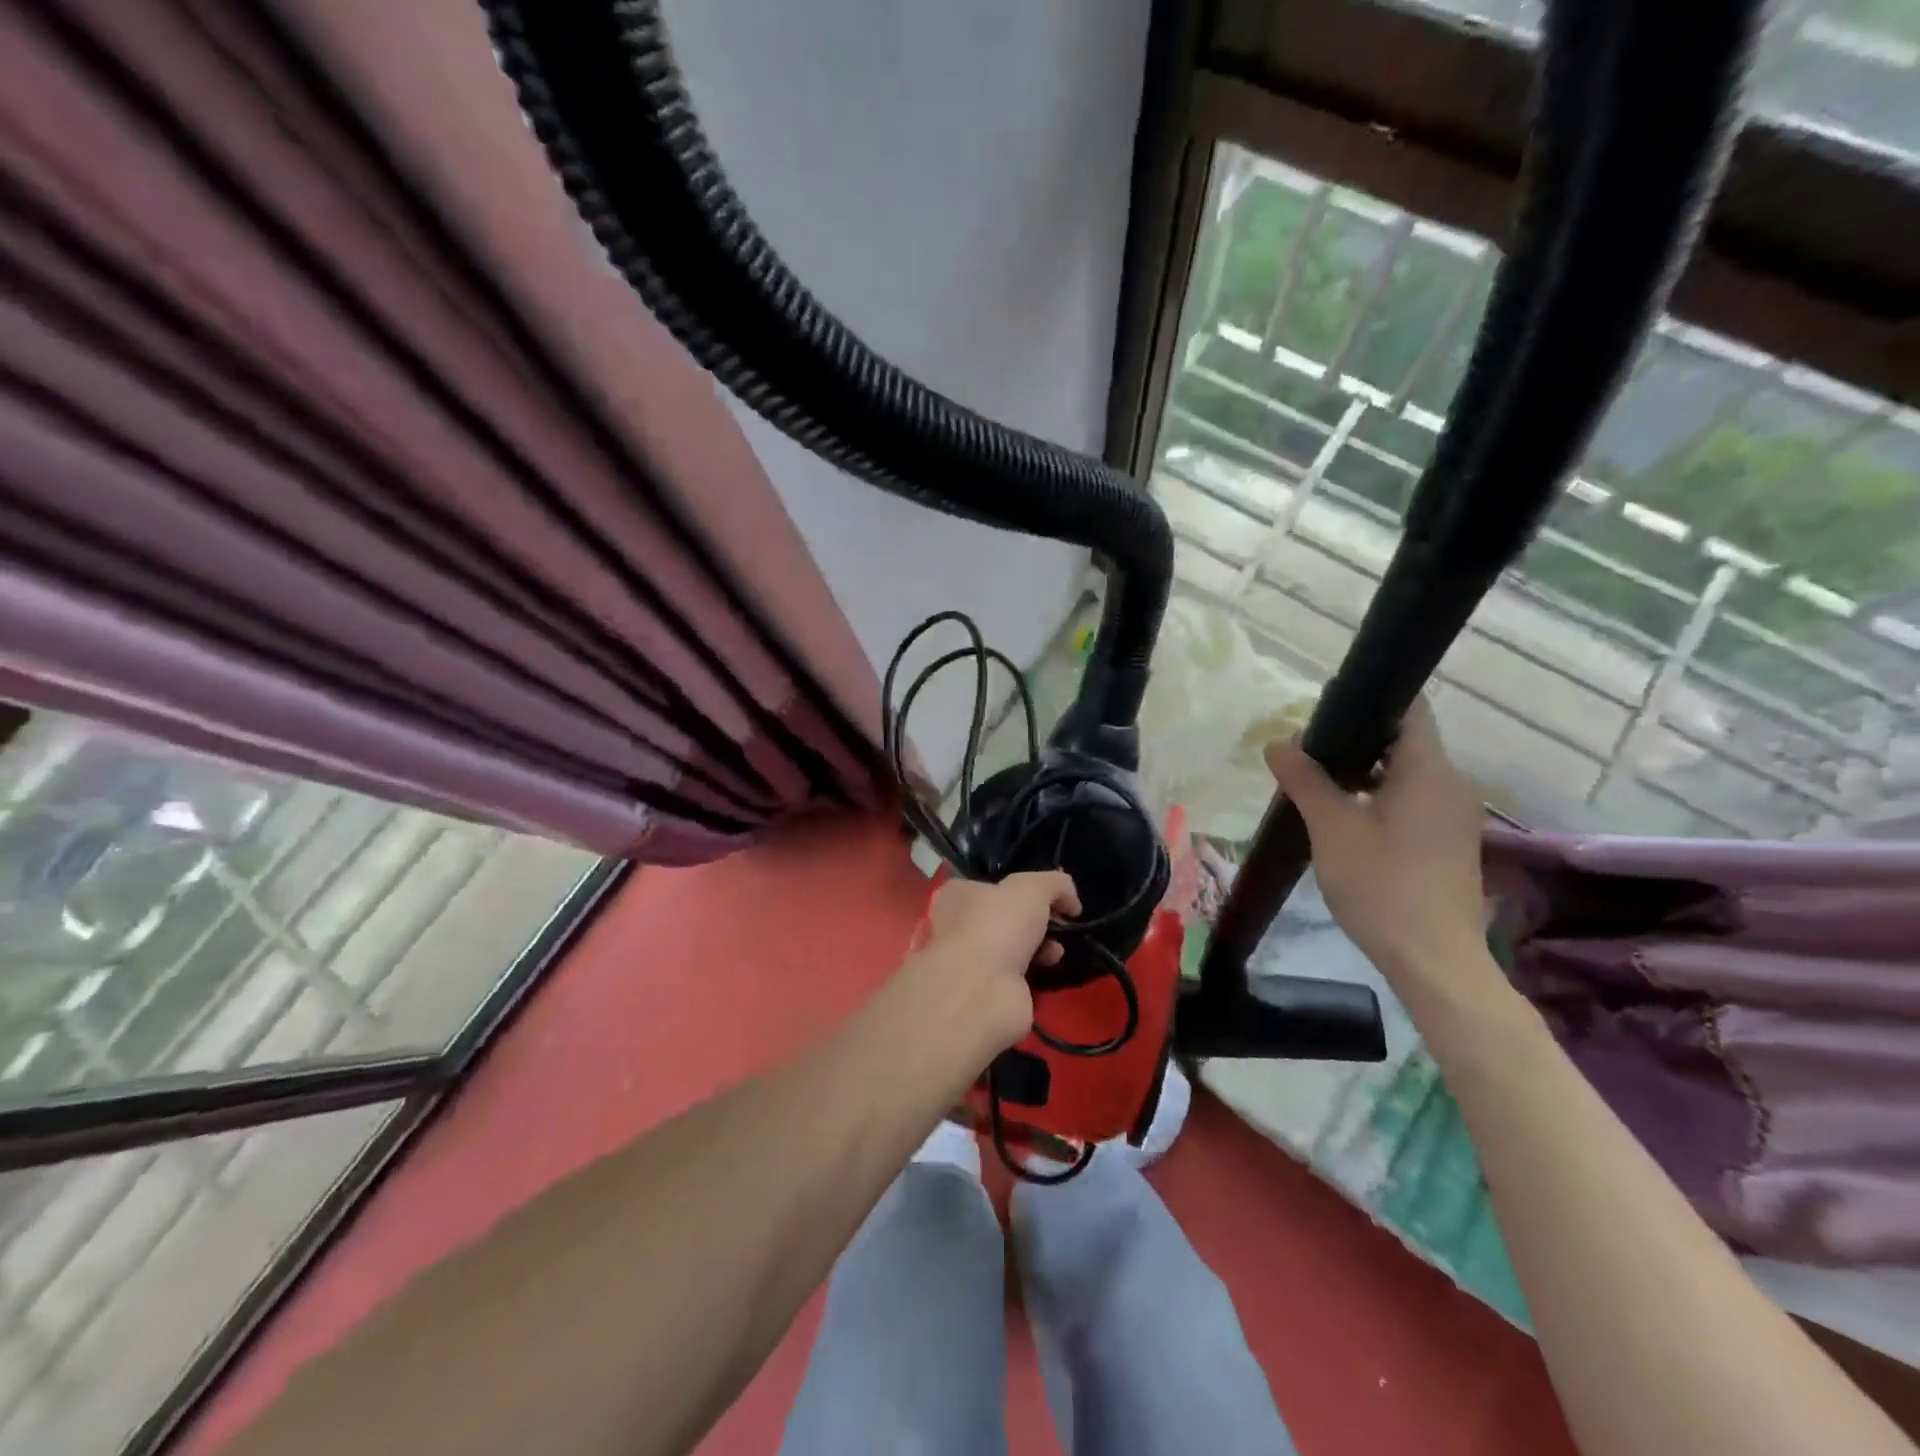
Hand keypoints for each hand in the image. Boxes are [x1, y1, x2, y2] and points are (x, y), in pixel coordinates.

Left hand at [908, 871, 1080, 1056]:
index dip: (1020, 890)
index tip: (1048, 898)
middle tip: (1056, 925)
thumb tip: (1070, 901)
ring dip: (1038, 948)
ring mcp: (970, 962)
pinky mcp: (985, 992)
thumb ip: (1054, 884)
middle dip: (1035, 921)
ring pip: (1011, 948)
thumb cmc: (999, 925)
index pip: (990, 886)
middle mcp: (957, 927)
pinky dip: (1035, 974)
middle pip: (1004, 918)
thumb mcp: (1033, 888)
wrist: (983, 989)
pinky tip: (1049, 971)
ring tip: (1056, 952)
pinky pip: (1016, 977)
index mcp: (958, 895)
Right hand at [1265, 700, 1498, 1012]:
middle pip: (1402, 741)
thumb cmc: (1382, 885)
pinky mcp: (1448, 843)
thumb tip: (1278, 742)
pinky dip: (1377, 798)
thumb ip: (1305, 780)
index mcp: (1428, 770)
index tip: (1324, 713)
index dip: (1368, 701)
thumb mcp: (1332, 827)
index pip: (1408, 709)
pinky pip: (1411, 802)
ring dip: (1362, 772)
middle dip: (1353, 741)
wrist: (1434, 961)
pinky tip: (1343, 818)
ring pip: (1404, 774)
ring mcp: (1453, 816)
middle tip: (1306, 753)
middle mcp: (1450, 784)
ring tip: (1315, 784)